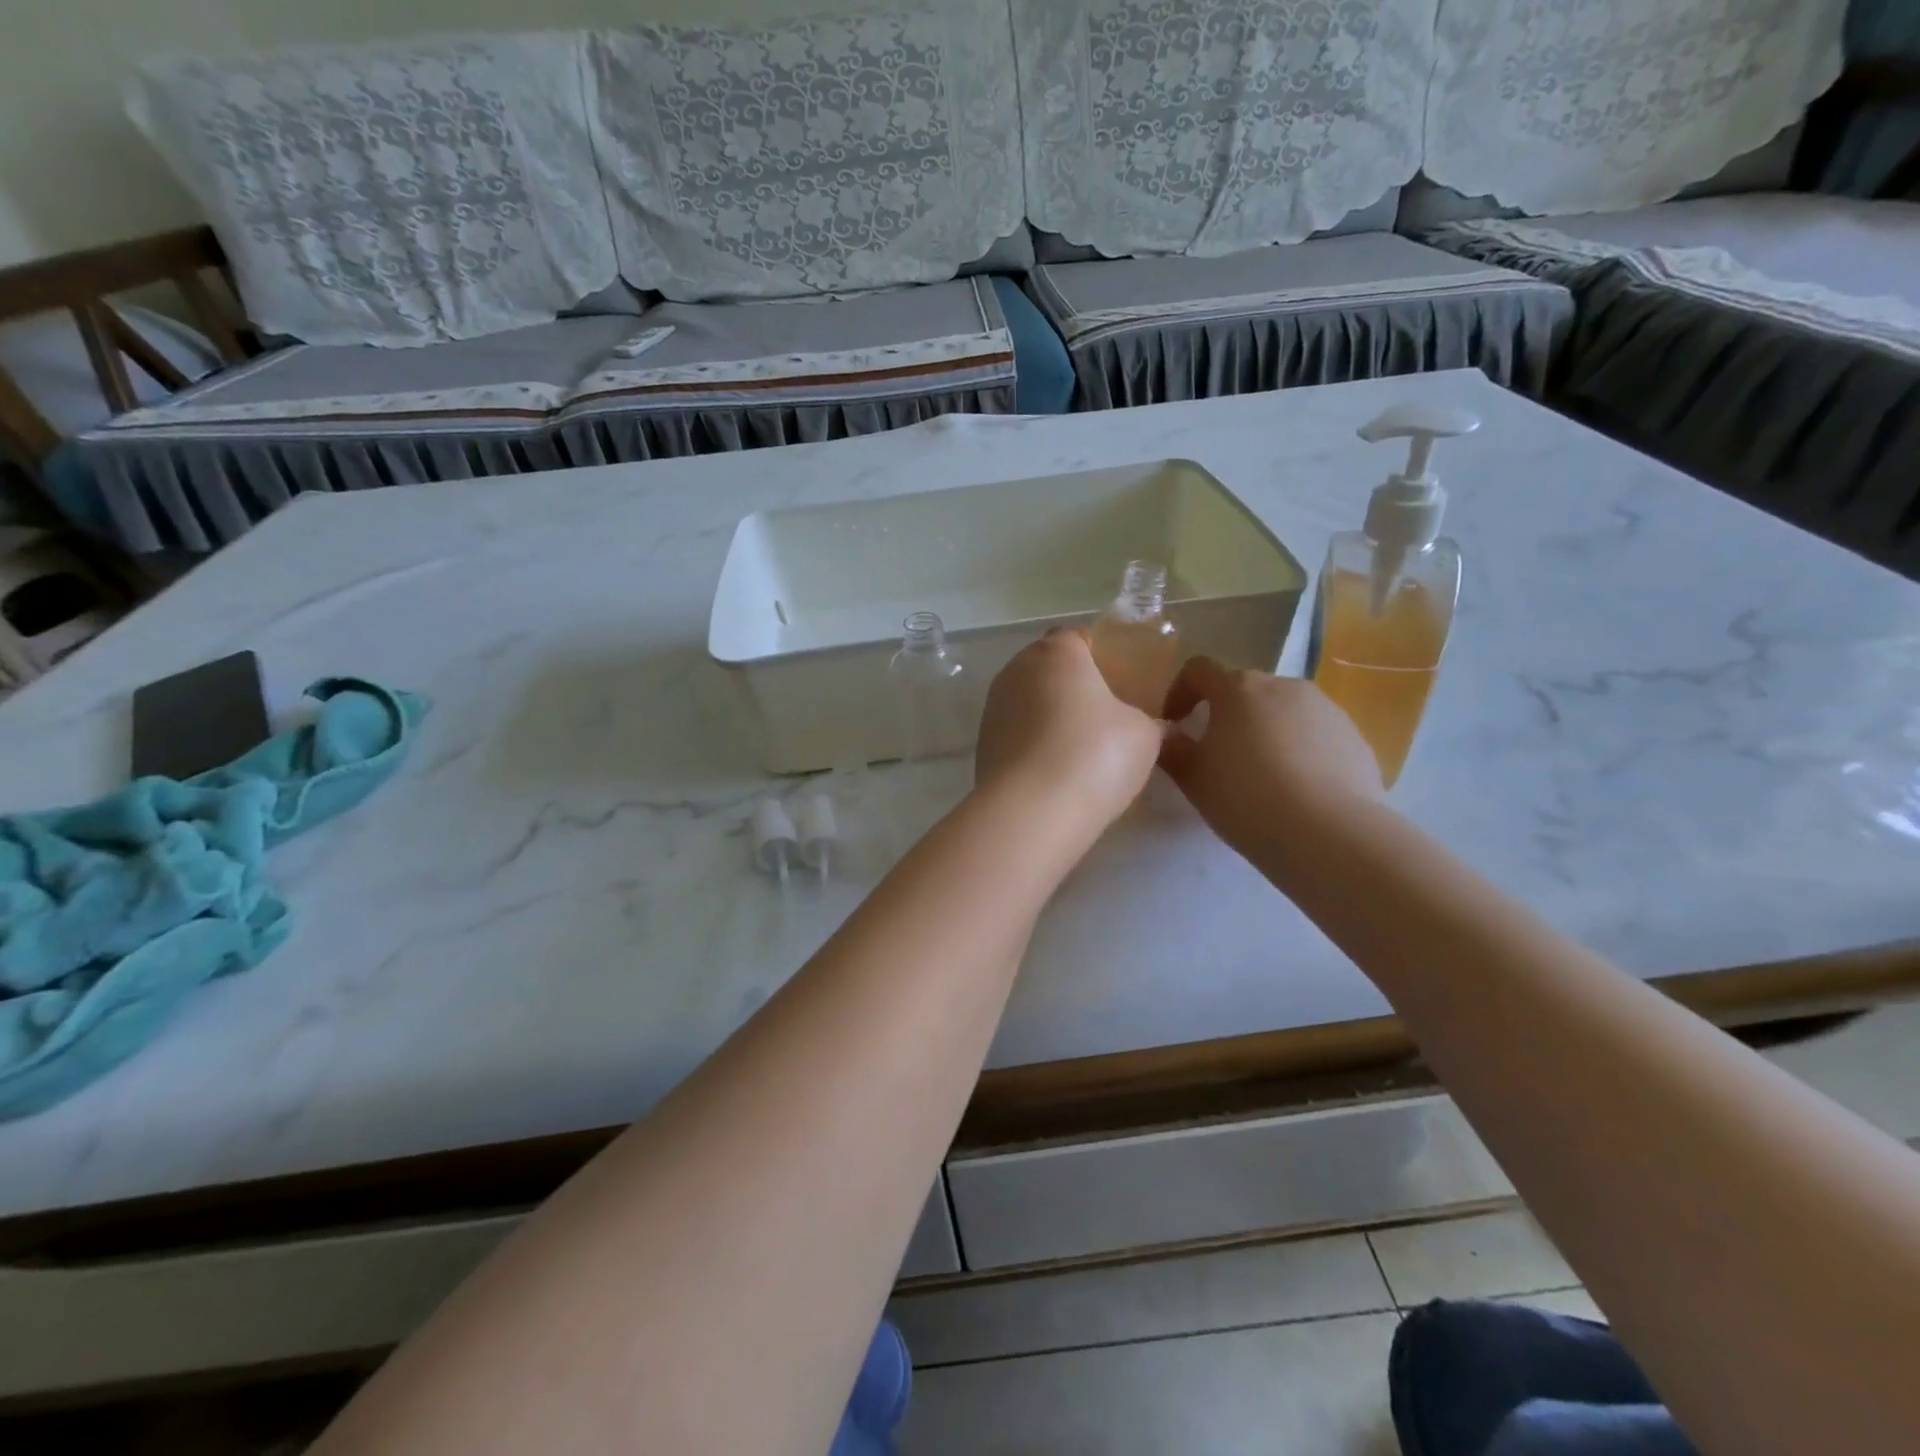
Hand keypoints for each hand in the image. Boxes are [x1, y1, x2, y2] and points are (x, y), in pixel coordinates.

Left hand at [974, 630, 1163, 834]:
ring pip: (1029, 702)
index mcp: (1057, 652)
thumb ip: (1151, 721)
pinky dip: (1034, 746)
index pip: (1078, 637)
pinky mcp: (983, 745)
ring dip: (1050, 718)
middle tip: (1106, 716)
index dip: (1101, 655)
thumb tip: (1156, 725)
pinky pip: (1016, 735)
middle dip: (1074, 686)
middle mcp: (1017, 670)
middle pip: (1049, 669)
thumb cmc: (1095, 755)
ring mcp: (993, 708)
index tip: (1122, 681)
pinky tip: (1055, 773)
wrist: (1032, 811)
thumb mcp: (1145, 735)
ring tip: (1081, 750)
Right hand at [1159, 658, 1382, 861]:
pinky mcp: (1354, 737)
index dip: (1179, 691)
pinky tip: (1296, 789)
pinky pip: (1315, 735)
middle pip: (1245, 690)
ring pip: (1283, 711)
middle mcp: (1284, 686)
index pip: (1198, 670)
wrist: (1329, 832)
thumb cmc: (1246, 796)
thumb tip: (1165, 733)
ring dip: (1265, 731)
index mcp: (1238, 688)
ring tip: (1261, 775)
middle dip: (1226, 714)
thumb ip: (1172, 748)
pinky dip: (1299, 751)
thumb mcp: (1193, 777)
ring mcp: (1326, 708)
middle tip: (1217, 755)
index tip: (1174, 723)